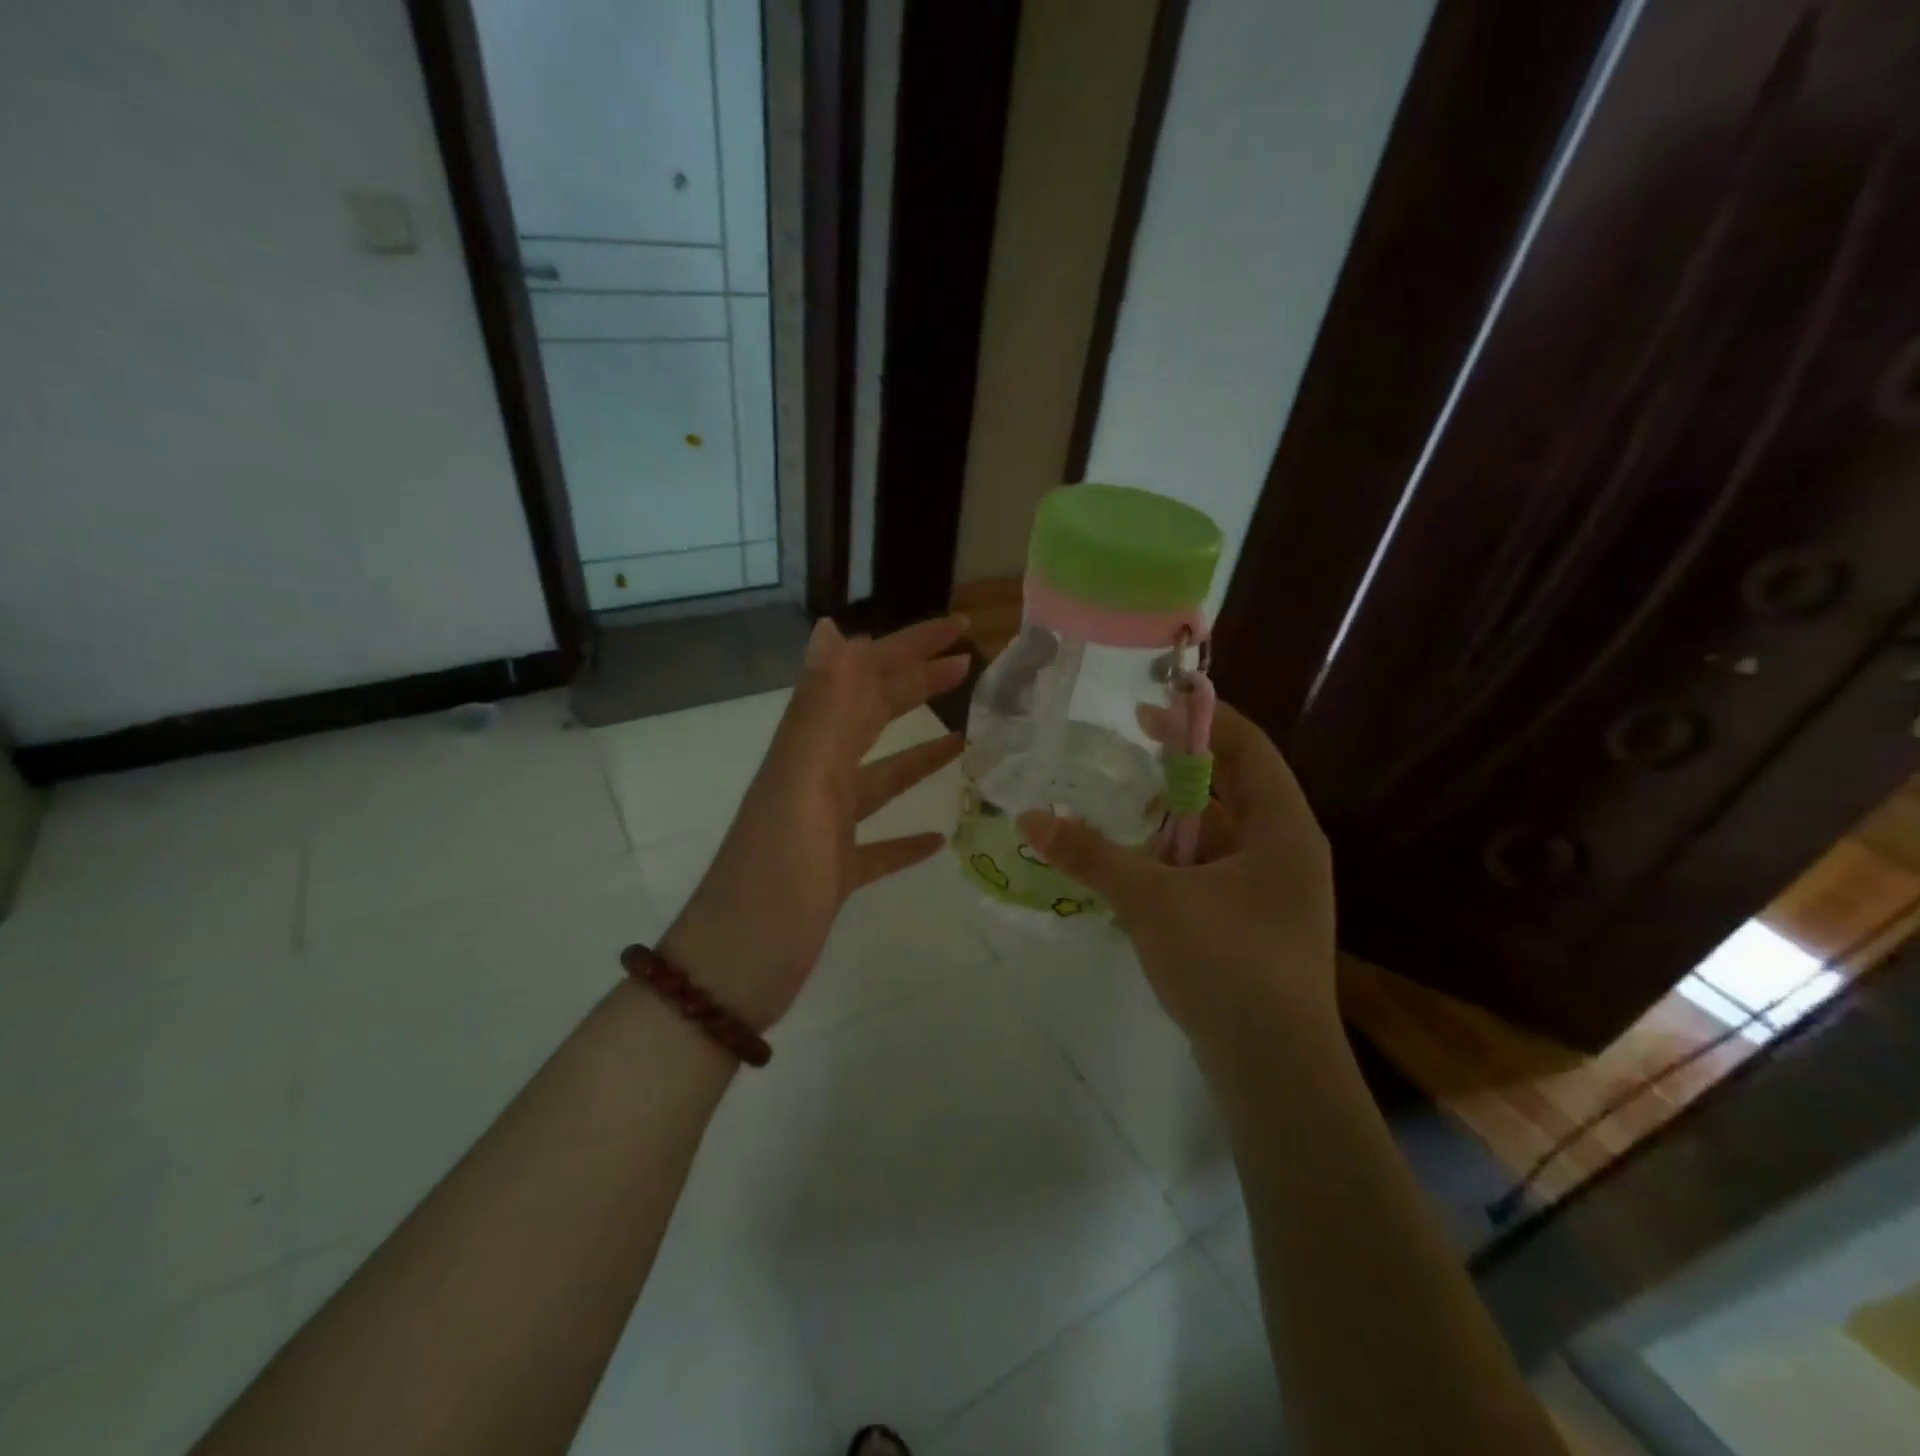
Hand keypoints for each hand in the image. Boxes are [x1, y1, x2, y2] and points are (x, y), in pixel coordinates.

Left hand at [661, 615, 969, 1030]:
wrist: (730, 977)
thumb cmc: (771, 884)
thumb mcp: (798, 790)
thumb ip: (819, 713)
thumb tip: (834, 629)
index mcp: (808, 754)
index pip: (862, 679)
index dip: (907, 648)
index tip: (959, 627)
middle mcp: (815, 780)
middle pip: (871, 718)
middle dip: (916, 685)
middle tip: (969, 667)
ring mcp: (824, 829)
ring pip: (878, 776)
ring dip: (918, 753)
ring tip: (965, 738)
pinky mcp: (833, 874)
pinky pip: (877, 844)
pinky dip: (906, 835)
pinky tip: (936, 838)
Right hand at [1017, 701, 1335, 1076]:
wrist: (1274, 1071)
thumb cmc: (1226, 965)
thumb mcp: (1153, 901)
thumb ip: (1092, 855)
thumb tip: (1030, 819)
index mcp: (1284, 828)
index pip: (1247, 748)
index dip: (1201, 720)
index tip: (1149, 710)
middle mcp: (1287, 851)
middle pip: (1234, 787)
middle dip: (1181, 768)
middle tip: (1127, 750)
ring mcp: (1275, 891)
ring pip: (1221, 833)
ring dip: (1175, 817)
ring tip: (1122, 803)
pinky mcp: (1256, 924)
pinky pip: (1215, 869)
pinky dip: (1178, 857)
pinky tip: (1137, 863)